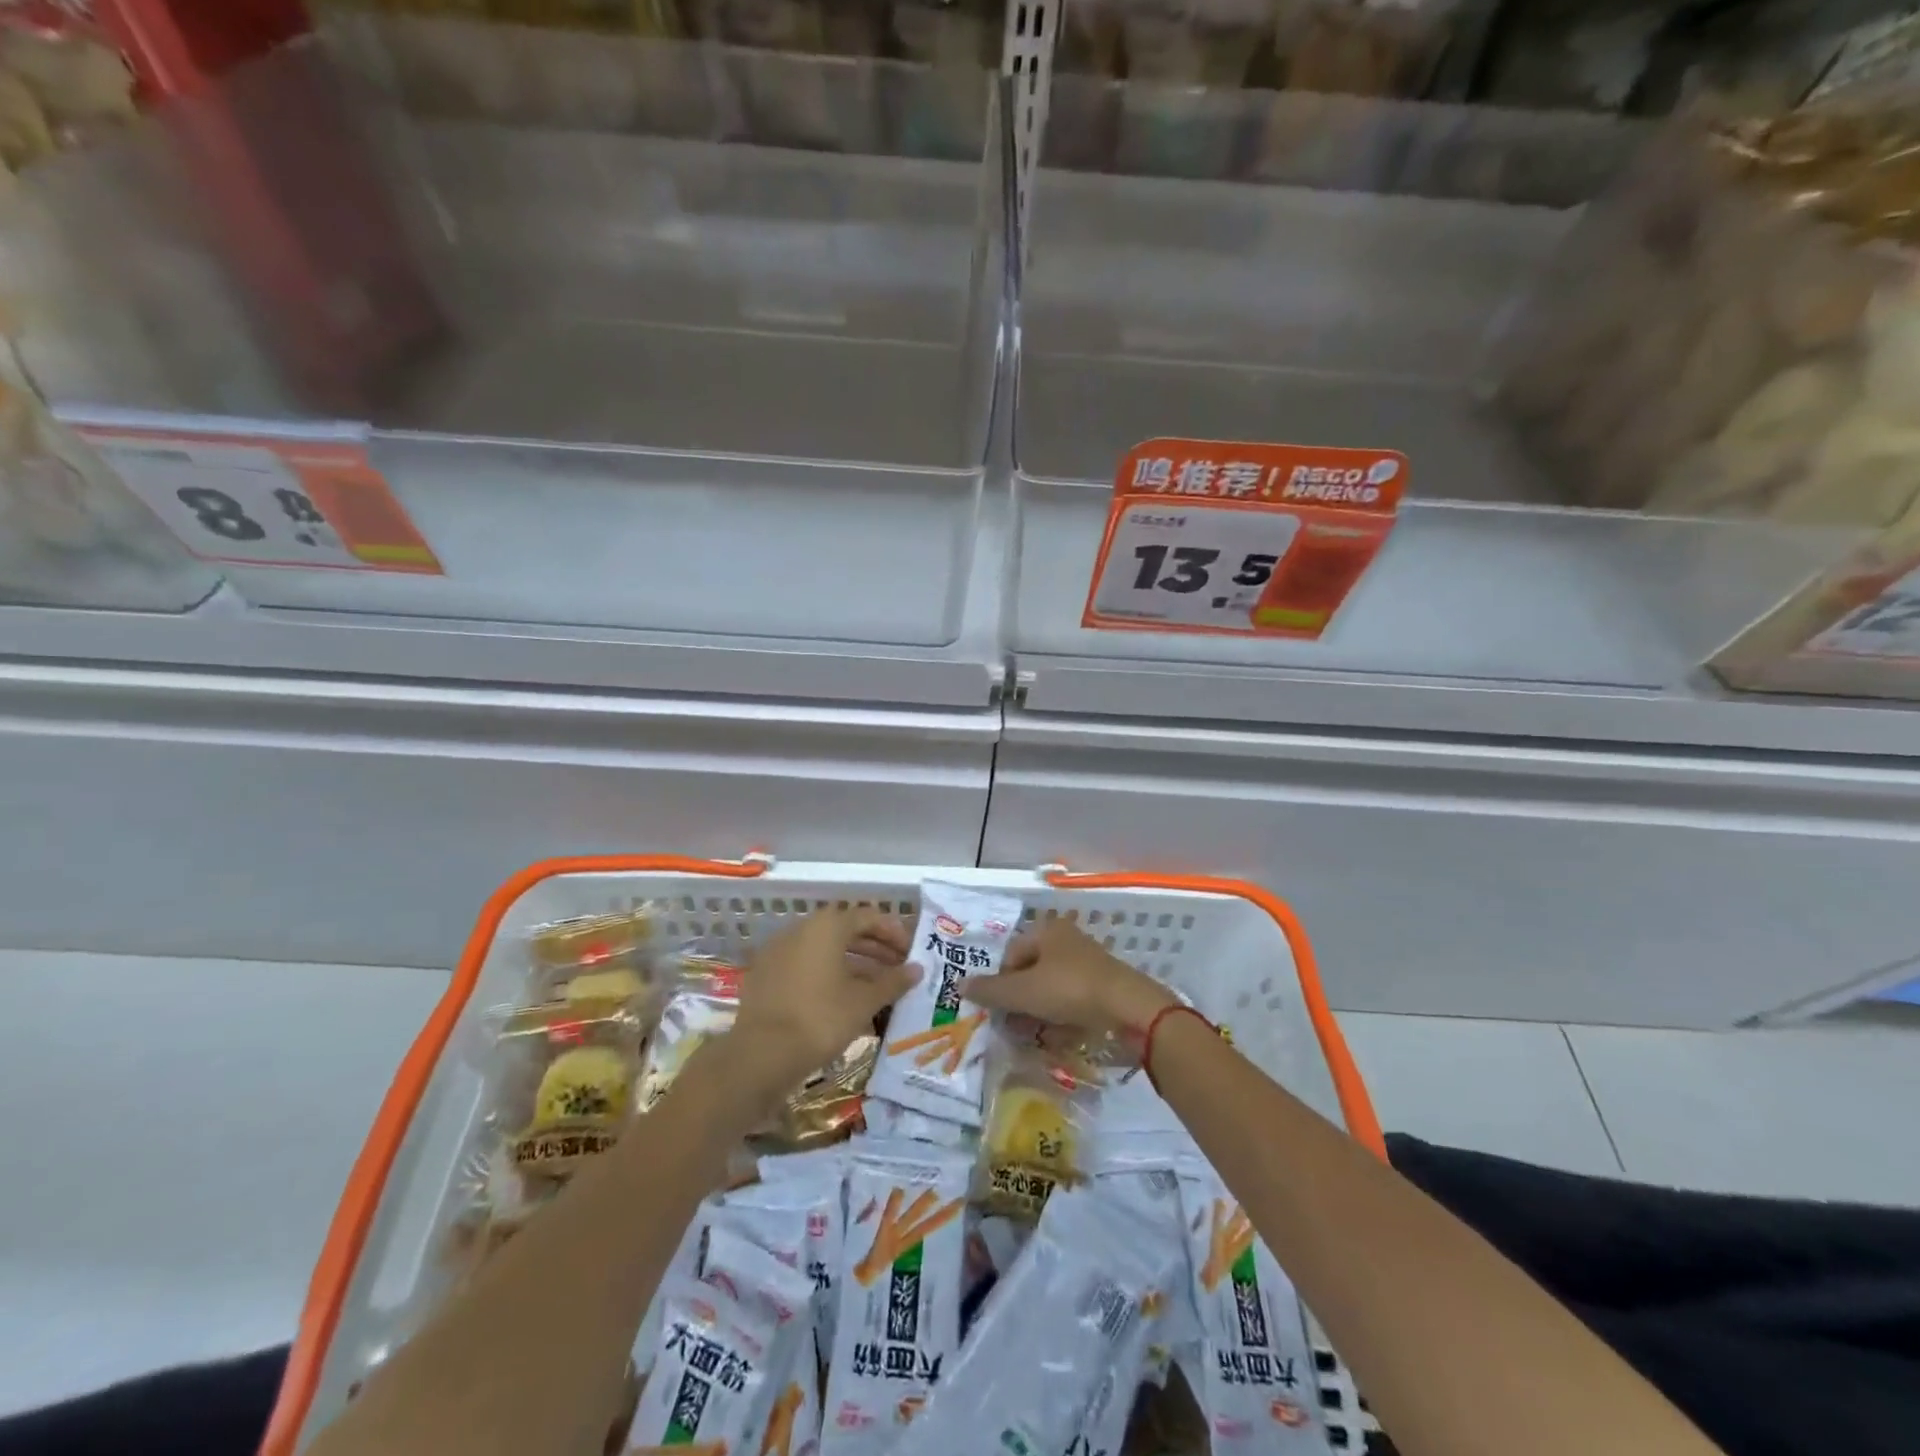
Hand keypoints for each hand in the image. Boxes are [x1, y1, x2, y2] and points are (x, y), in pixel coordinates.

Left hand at [730, 907, 916, 1102]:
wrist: (759, 1056)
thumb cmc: (820, 1019)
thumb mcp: (863, 1001)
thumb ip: (893, 982)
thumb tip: (917, 969)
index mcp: (826, 927)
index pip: (868, 917)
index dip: (893, 932)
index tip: (911, 952)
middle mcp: (801, 930)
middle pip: (846, 931)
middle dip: (875, 949)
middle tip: (898, 969)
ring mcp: (780, 952)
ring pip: (826, 951)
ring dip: (854, 965)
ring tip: (878, 989)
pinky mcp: (767, 976)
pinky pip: (807, 967)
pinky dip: (830, 977)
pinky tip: (846, 1002)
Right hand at [959, 918, 1174, 1037]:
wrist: (1130, 1009)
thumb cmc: (1070, 990)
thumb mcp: (1023, 992)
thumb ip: (990, 990)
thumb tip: (959, 985)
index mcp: (1047, 930)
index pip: (1010, 953)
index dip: (1000, 981)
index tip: (997, 1009)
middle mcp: (1067, 940)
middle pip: (1030, 970)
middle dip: (1018, 999)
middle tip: (1011, 1025)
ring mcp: (1088, 963)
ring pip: (1051, 987)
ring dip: (1037, 1010)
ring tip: (1031, 1034)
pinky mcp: (1103, 987)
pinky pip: (1071, 1000)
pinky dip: (1060, 1016)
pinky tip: (1056, 1035)